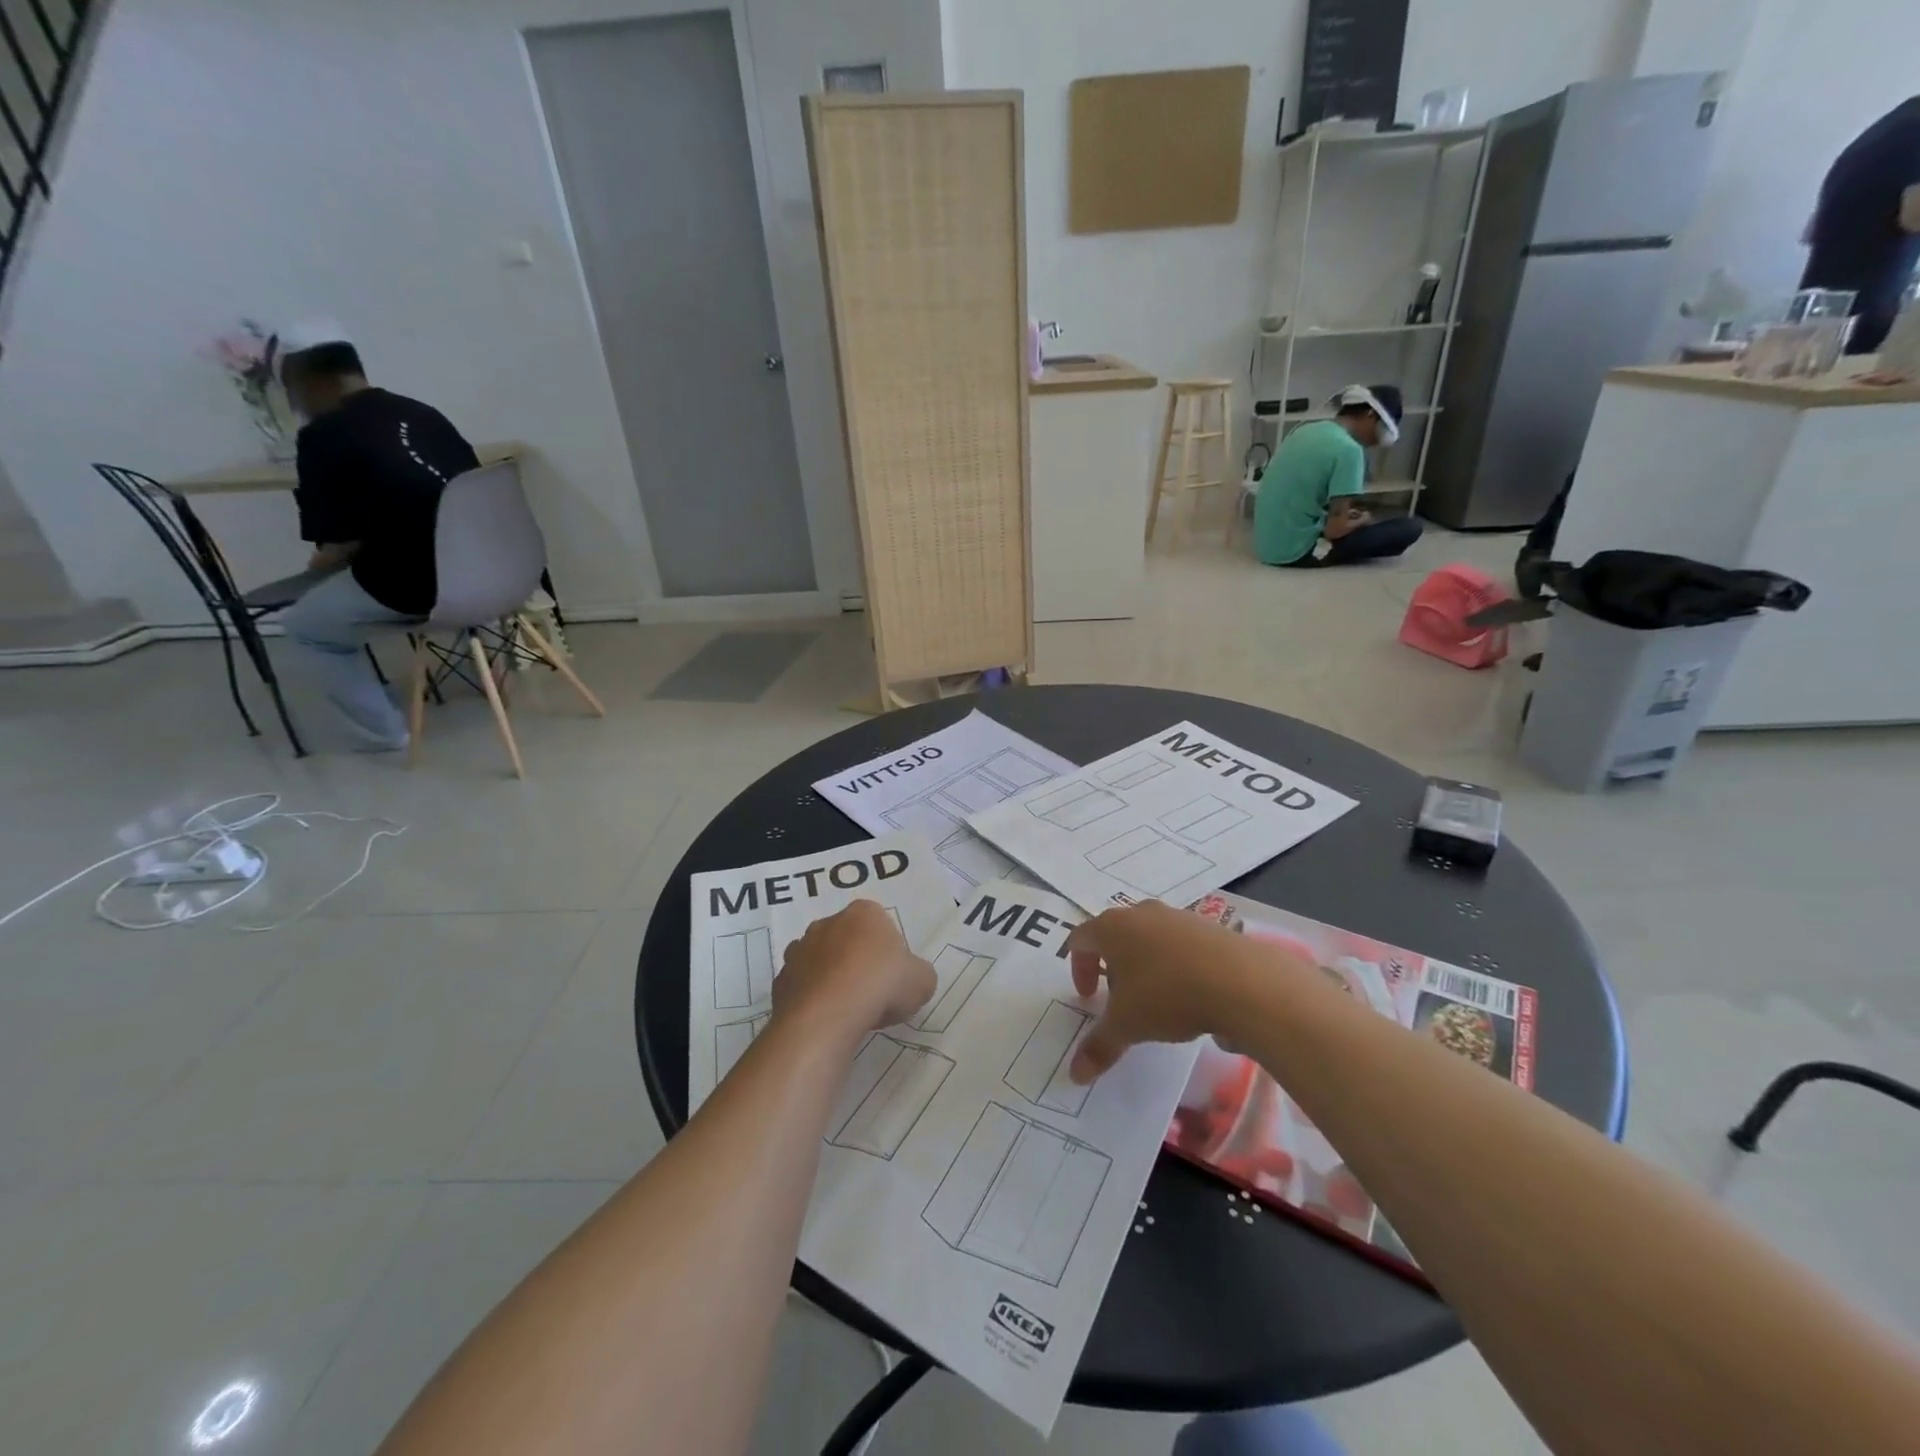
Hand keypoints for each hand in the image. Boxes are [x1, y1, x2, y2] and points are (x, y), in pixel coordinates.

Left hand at [774, 900, 935, 1035]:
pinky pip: (802, 987)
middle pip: (847, 939)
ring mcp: (799, 950)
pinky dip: (812, 1000)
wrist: (828, 1015)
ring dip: (831, 979)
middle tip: (872, 993)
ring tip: (848, 1011)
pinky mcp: (779, 980)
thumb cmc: (881, 984)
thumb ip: (918, 975)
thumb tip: (912, 981)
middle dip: (856, 961)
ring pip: (820, 962)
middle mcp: (827, 923)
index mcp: (863, 913)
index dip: (889, 951)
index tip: (894, 976)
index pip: (879, 923)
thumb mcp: (922, 981)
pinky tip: (826, 1021)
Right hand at [1065, 901, 1273, 1082]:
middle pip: (1115, 936)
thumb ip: (1099, 1046)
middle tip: (1121, 1001)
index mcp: (1112, 928)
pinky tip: (1193, 996)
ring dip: (1145, 966)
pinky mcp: (1209, 927)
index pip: (1080, 939)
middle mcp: (1141, 913)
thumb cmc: (1167, 995)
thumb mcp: (1128, 1026)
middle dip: (1113, 968)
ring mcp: (1178, 916)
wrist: (1242, 981)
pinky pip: (1181, 945)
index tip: (1089, 999)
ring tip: (1158, 1001)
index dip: (1078, 968)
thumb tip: (1075, 1074)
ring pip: (1149, 938)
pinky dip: (1177, 966)